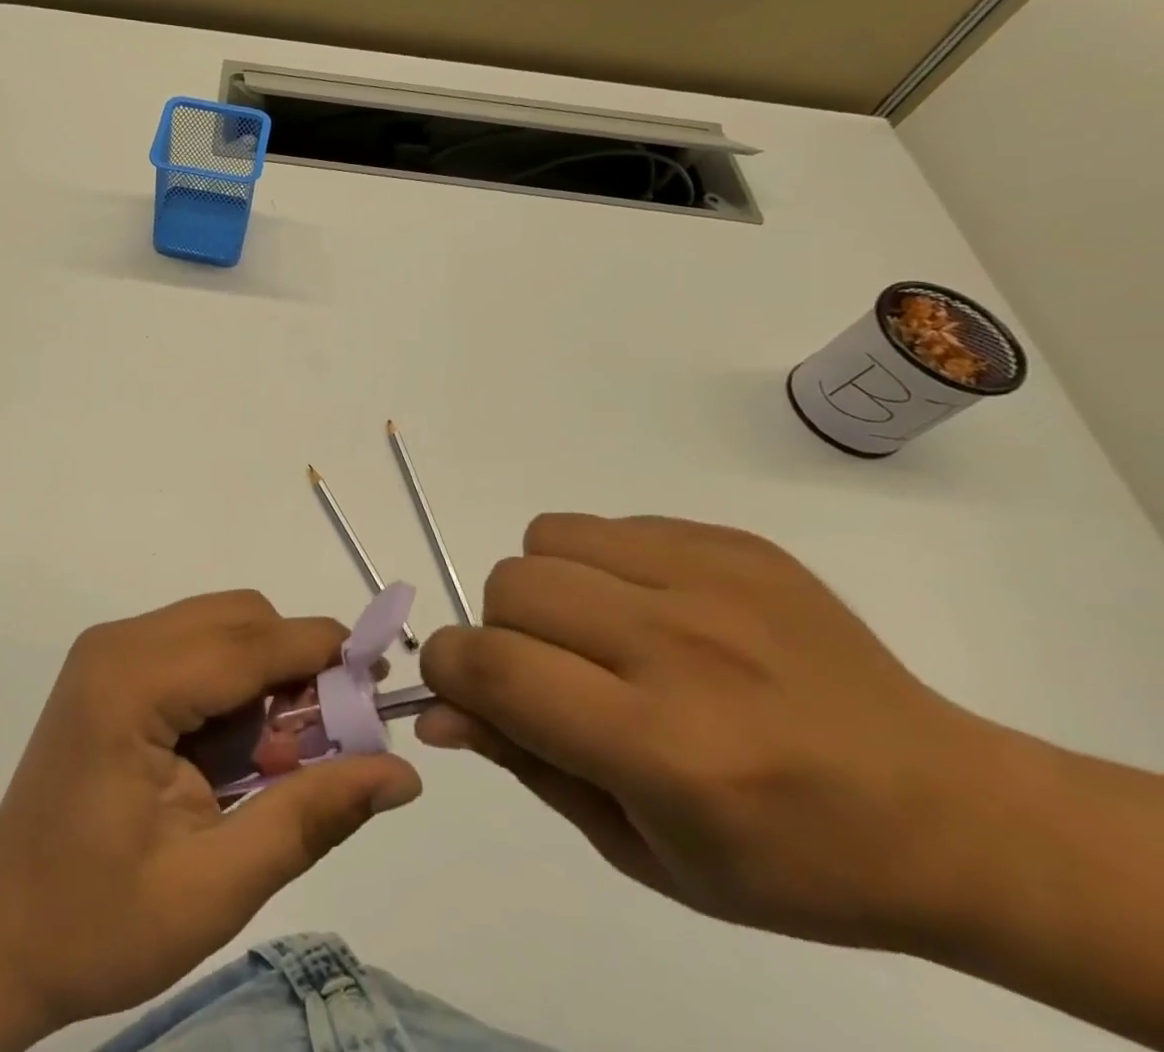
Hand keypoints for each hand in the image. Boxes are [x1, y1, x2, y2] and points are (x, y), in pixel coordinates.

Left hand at [0, 590, 421, 1034]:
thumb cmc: (98, 923)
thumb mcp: (214, 887)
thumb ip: (309, 817)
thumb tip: (402, 774)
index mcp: (131, 684)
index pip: (251, 643)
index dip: (324, 656)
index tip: (384, 688)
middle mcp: (118, 644)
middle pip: (240, 619)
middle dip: (296, 668)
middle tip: (323, 747)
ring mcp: (110, 651)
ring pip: (222, 627)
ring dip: (266, 677)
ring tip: (273, 760)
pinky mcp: (111, 668)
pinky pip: (196, 648)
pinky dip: (233, 685)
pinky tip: (232, 753)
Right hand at [418, 514, 997, 950]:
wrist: (945, 811)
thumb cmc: (784, 860)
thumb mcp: (641, 848)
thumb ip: (526, 764)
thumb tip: (438, 710)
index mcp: (664, 749)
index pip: (496, 668)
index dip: (449, 669)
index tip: (460, 685)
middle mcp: (683, 648)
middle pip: (511, 586)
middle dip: (503, 632)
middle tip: (556, 674)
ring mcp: (713, 581)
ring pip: (546, 539)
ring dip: (547, 589)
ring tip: (602, 635)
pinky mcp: (734, 542)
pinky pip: (607, 524)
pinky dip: (600, 564)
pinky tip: (657, 611)